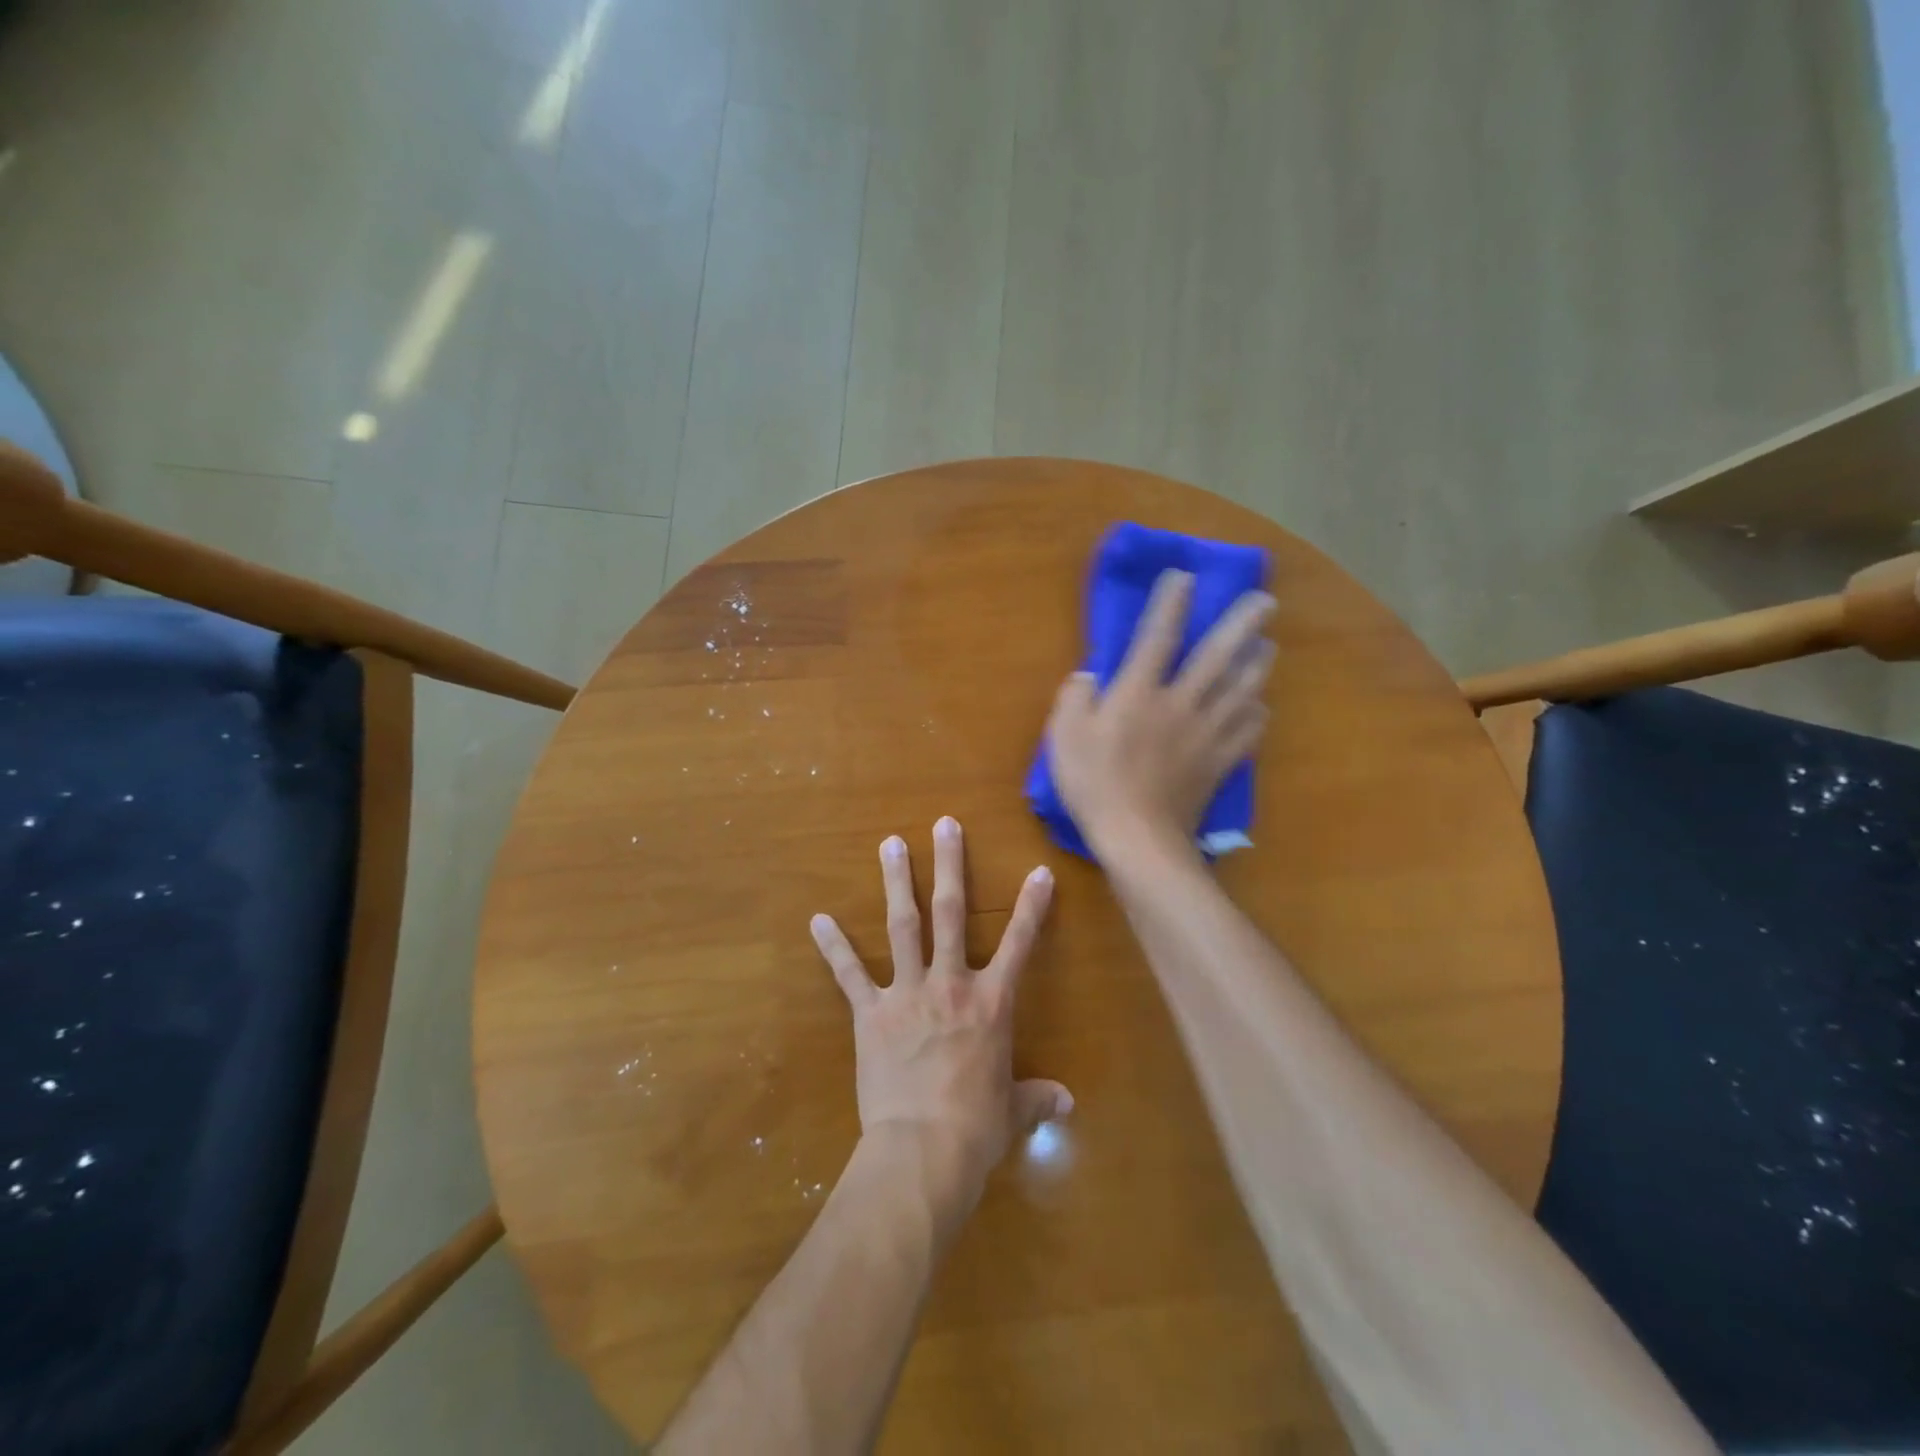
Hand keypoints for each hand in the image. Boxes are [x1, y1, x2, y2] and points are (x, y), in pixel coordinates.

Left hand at [810, 818, 1069, 1201]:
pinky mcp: (870, 1013)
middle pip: (951, 913)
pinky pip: (850, 974)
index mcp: (991, 1002)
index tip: (1038, 871)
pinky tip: (818, 918)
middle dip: (949, 865)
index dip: (1031, 906)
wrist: (922, 1152)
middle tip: (943, 824)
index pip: (1019, 943)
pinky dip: (833, 946)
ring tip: (890, 843)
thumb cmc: (976, 1130)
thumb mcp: (1014, 1112)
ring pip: (903, 926)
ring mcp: (907, 993)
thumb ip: (1037, 1098)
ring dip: (897, 883)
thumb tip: (1067, 1104)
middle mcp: (950, 984)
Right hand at [1047, 569, 1275, 858]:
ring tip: (1268, 646)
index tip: (1184, 576)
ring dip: (1258, 664)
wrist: (1137, 838)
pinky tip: (1259, 706)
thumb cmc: (1094, 785)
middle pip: (1218, 656)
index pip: (1157, 637)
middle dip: (1242, 624)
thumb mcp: (1064, 736)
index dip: (1170, 603)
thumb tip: (1090, 675)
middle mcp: (1179, 703)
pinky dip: (1256, 715)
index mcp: (1138, 693)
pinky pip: (1247, 732)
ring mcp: (1205, 734)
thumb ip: (1075, 697)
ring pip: (1242, 689)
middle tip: (1265, 601)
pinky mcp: (1219, 762)